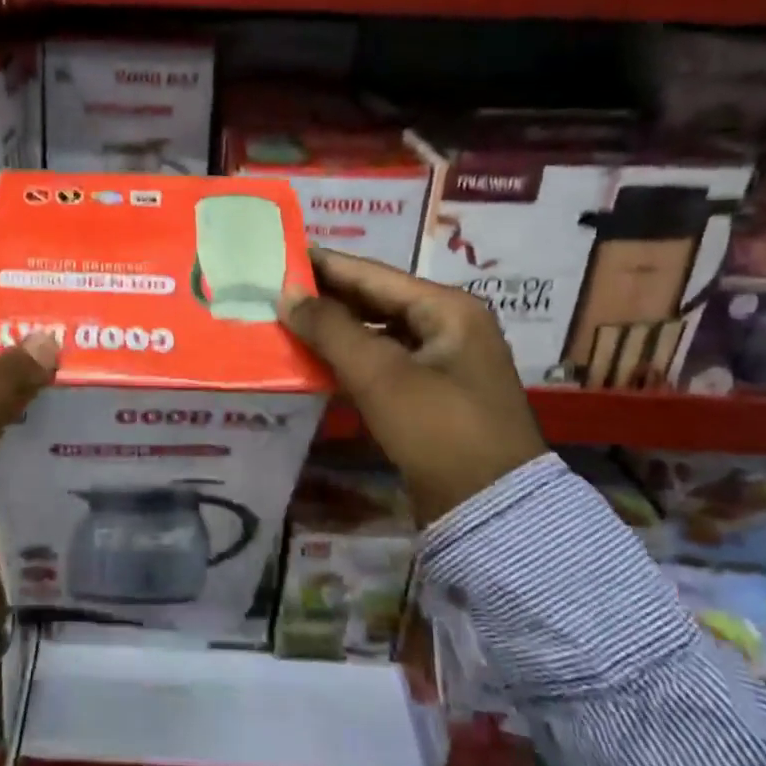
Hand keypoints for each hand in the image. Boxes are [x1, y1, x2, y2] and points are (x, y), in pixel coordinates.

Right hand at [278, 249, 546, 525]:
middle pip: (375, 301)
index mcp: (448, 309)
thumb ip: (331, 329)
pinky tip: (313, 361)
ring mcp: (441, 364)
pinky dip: (348, 360)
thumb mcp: (382, 375)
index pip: (373, 274)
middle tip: (274, 290)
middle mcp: (448, 327)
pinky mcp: (429, 397)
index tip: (280, 254)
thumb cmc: (439, 429)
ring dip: (334, 330)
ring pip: (376, 334)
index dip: (325, 265)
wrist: (490, 511)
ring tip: (285, 321)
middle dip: (326, 297)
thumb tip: (287, 294)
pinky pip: (381, 364)